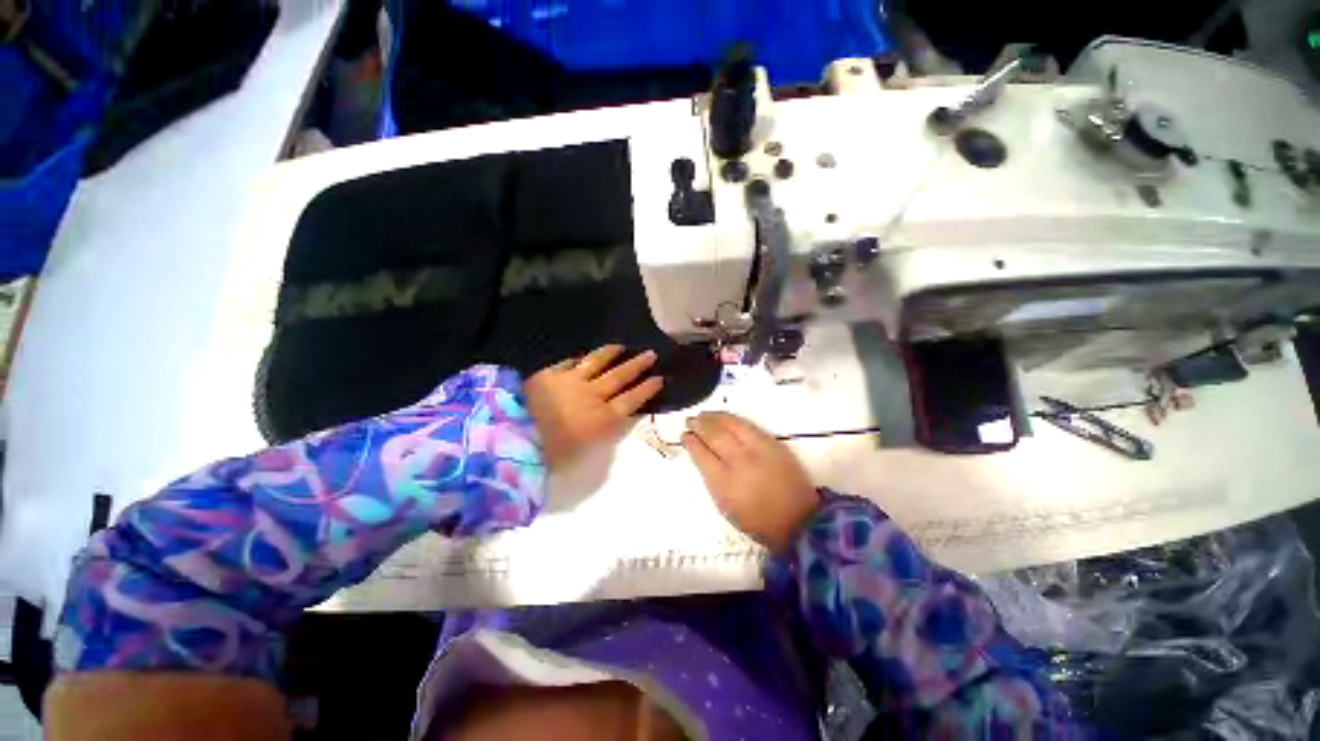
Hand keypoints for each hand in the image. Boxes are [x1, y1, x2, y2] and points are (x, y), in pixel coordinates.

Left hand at [525, 345, 664, 470]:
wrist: (515, 439)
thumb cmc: (552, 456)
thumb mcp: (586, 455)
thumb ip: (603, 435)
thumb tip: (613, 421)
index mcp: (603, 418)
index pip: (632, 399)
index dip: (647, 389)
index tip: (659, 378)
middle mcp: (592, 395)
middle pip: (619, 377)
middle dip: (637, 365)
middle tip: (650, 354)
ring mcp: (570, 381)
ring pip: (596, 363)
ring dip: (610, 354)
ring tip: (621, 347)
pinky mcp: (549, 375)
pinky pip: (568, 363)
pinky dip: (578, 359)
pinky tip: (582, 356)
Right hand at [681, 412, 820, 552]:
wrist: (799, 520)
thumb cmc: (758, 521)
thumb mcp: (726, 506)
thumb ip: (712, 479)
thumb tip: (702, 456)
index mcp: (724, 483)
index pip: (702, 454)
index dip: (691, 443)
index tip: (684, 436)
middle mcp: (740, 461)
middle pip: (714, 435)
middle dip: (699, 425)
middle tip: (690, 421)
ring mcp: (758, 449)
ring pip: (731, 424)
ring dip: (714, 417)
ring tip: (704, 415)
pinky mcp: (773, 443)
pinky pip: (748, 425)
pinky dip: (733, 419)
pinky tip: (725, 418)